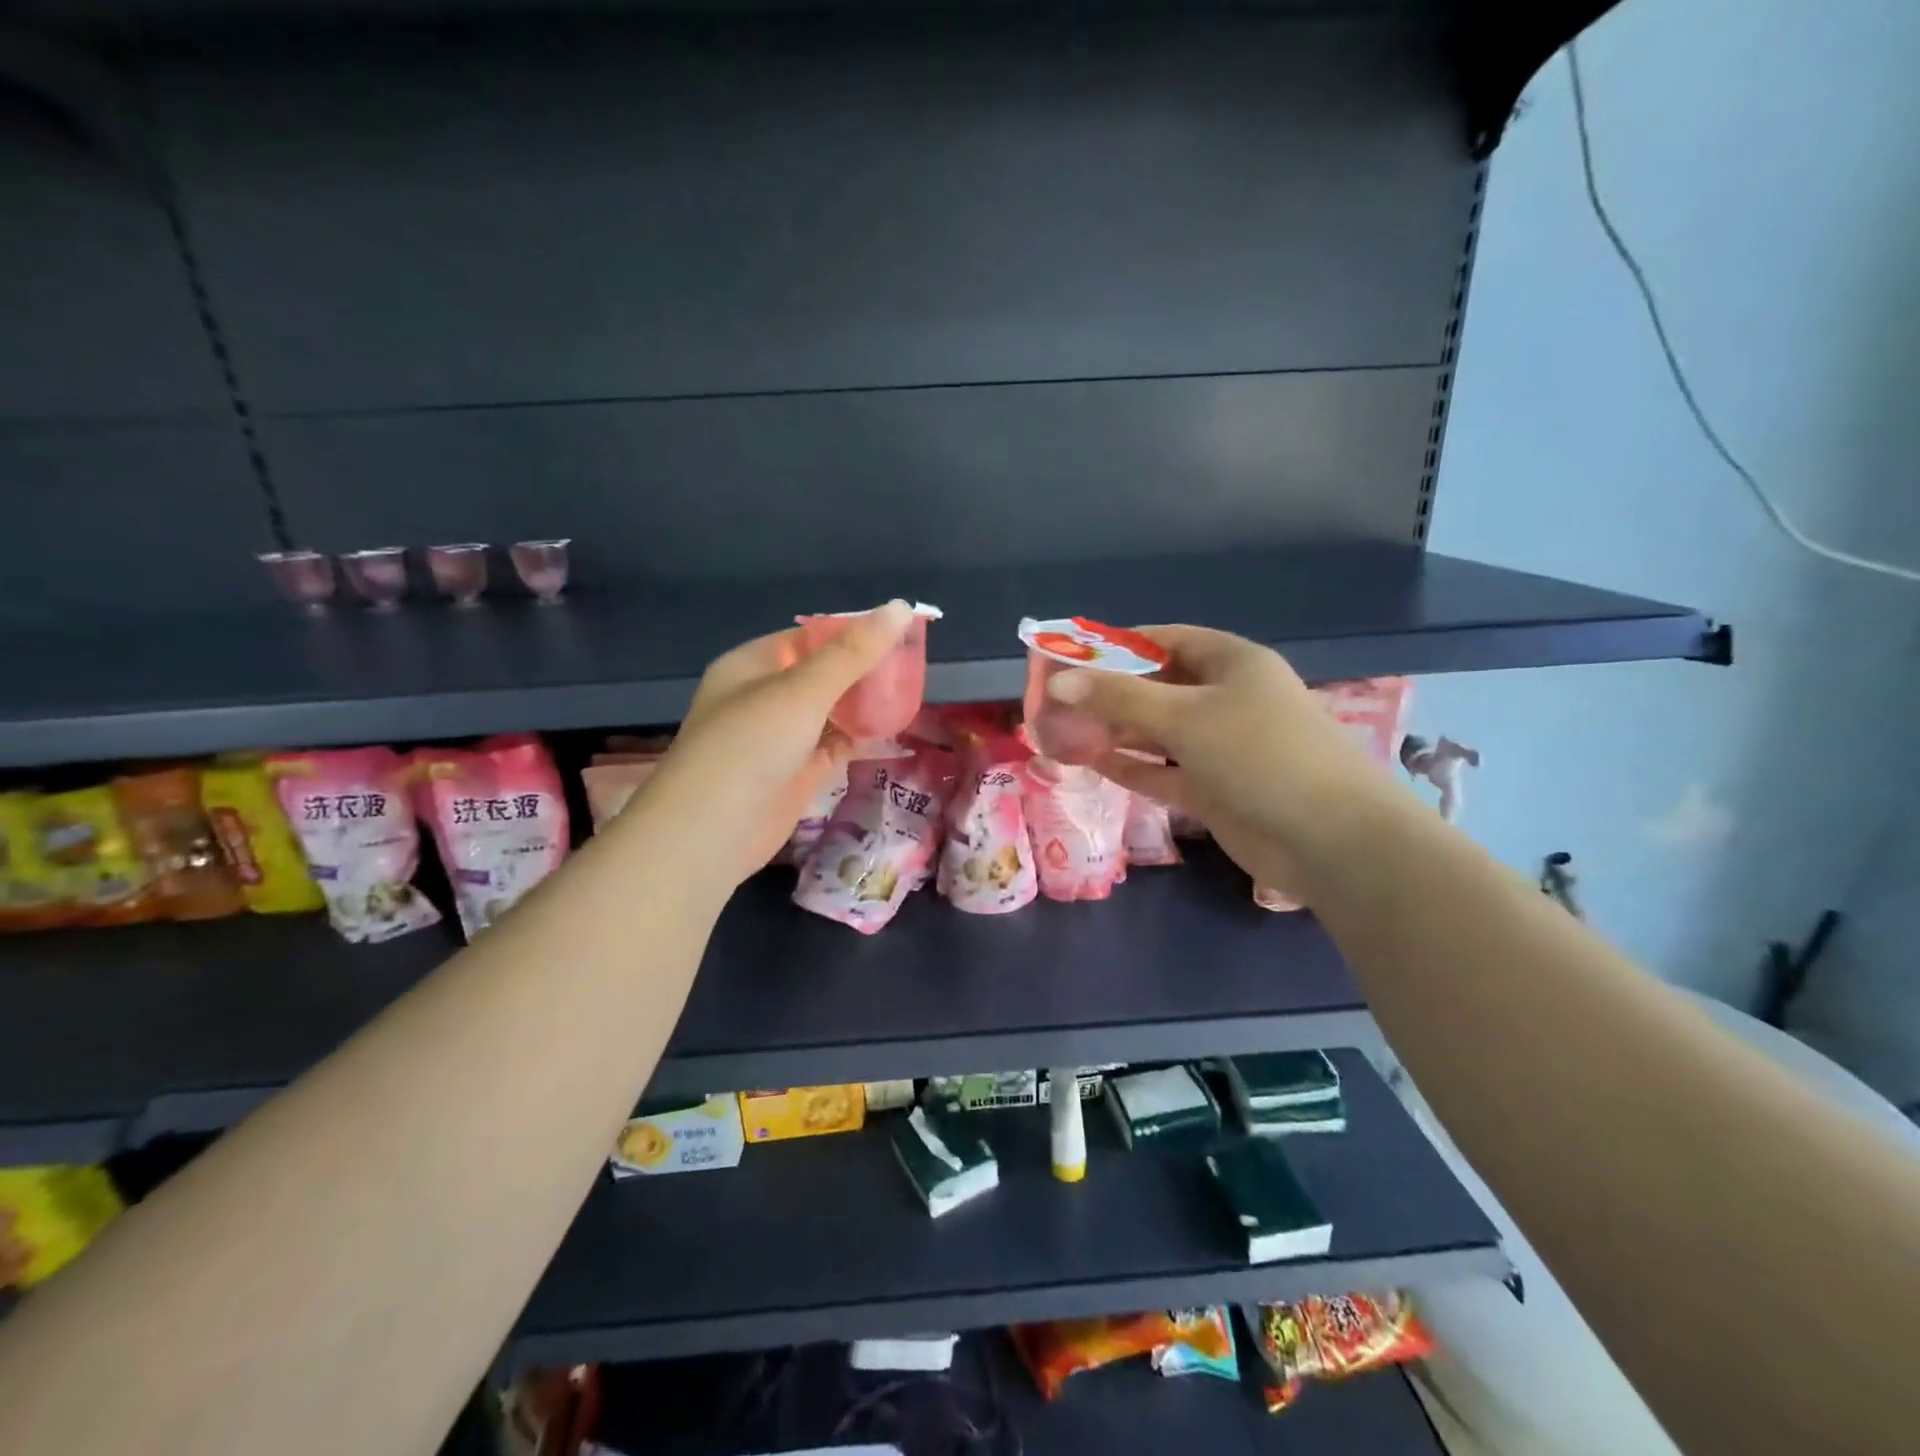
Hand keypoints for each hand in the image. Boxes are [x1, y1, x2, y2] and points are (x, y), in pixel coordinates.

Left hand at [644, 601, 917, 885]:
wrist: (711, 832)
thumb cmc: (751, 746)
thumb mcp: (803, 691)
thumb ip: (853, 652)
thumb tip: (901, 606)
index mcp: (753, 664)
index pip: (810, 637)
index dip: (853, 632)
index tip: (899, 633)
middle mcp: (765, 696)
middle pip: (824, 673)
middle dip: (864, 670)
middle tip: (913, 666)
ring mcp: (780, 737)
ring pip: (831, 711)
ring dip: (865, 704)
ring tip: (912, 692)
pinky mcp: (795, 772)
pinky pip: (834, 744)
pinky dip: (861, 737)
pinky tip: (894, 729)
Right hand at [1047, 625, 1388, 900]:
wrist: (1331, 839)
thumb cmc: (1260, 754)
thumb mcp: (1185, 717)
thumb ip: (1119, 698)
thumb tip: (1058, 681)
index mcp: (1231, 663)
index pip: (1165, 640)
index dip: (1117, 646)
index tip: (1071, 657)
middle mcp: (1227, 698)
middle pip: (1158, 687)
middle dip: (1109, 694)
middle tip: (1057, 703)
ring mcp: (1222, 746)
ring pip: (1158, 731)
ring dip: (1116, 732)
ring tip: (1063, 733)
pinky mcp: (1215, 788)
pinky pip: (1164, 770)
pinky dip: (1132, 766)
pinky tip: (1092, 763)